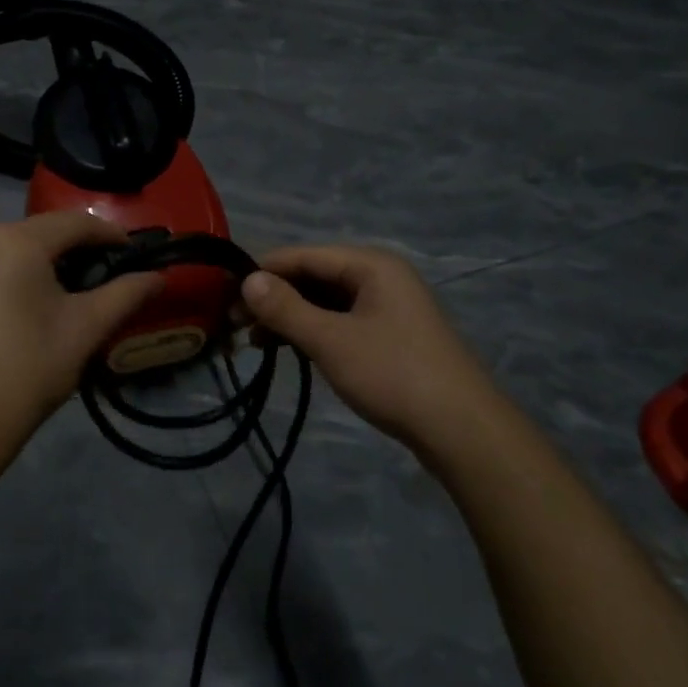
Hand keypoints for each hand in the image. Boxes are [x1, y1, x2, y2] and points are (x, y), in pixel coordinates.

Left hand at [0, 212, 164, 460]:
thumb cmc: (26, 370)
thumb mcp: (85, 329)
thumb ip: (126, 294)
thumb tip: (159, 277)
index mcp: (15, 239)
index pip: (75, 223)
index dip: (110, 235)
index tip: (136, 255)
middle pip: (42, 233)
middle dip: (78, 251)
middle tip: (108, 278)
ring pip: (15, 249)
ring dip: (47, 264)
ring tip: (74, 295)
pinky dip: (17, 276)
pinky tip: (31, 307)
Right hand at [240, 246, 500, 463]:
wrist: (463, 431)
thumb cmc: (393, 375)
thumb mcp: (331, 341)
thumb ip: (286, 309)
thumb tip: (247, 280)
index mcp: (371, 265)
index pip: (303, 255)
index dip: (262, 272)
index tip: (224, 295)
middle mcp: (380, 277)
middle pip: (314, 277)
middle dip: (274, 298)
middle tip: (234, 325)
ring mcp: (389, 308)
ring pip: (326, 302)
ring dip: (291, 318)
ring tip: (255, 342)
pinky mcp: (392, 337)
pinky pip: (342, 322)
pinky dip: (314, 332)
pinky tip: (291, 350)